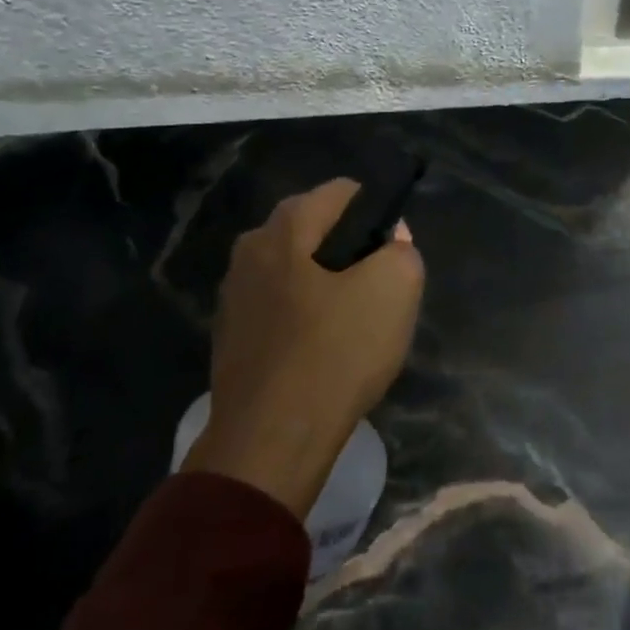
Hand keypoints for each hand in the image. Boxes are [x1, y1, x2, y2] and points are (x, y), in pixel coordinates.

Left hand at [182, 179, 424, 518]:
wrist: (271, 438)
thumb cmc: (337, 353)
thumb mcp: (395, 290)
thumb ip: (401, 251)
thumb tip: (389, 240)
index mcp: (285, 227)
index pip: (342, 191)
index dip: (377, 211)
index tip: (394, 250)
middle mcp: (250, 248)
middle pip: (313, 228)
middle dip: (349, 246)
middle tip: (377, 286)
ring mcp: (233, 293)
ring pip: (293, 268)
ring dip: (324, 282)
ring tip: (352, 320)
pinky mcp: (228, 334)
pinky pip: (277, 305)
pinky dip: (301, 314)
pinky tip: (320, 348)